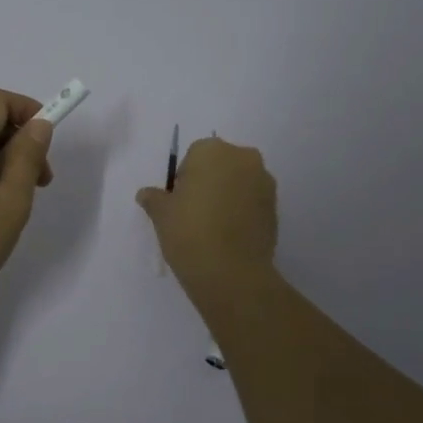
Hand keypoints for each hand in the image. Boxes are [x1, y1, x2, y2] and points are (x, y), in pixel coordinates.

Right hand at [136, 135, 277, 292]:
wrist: (231, 272)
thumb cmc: (189, 231)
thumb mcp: (161, 214)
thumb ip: (154, 198)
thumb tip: (146, 194)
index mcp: (212, 150)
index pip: (193, 156)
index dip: (184, 178)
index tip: (179, 202)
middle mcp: (243, 158)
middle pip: (221, 165)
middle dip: (210, 182)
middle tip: (195, 212)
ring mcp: (264, 183)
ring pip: (239, 182)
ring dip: (228, 196)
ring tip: (213, 226)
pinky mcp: (276, 208)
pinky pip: (253, 202)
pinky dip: (242, 212)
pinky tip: (229, 235)